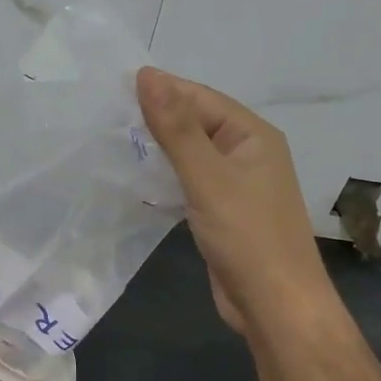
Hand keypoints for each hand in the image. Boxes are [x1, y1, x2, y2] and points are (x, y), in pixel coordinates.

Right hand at [137, 67, 334, 336]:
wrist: (275, 306)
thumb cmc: (247, 236)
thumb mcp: (207, 176)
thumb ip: (176, 127)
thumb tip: (146, 74)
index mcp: (253, 135)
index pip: (200, 97)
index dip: (161, 89)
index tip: (113, 87)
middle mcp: (247, 153)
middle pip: (196, 124)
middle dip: (155, 119)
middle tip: (105, 115)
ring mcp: (236, 185)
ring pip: (190, 155)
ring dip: (157, 150)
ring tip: (111, 143)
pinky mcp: (222, 212)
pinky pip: (189, 183)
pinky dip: (164, 179)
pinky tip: (135, 181)